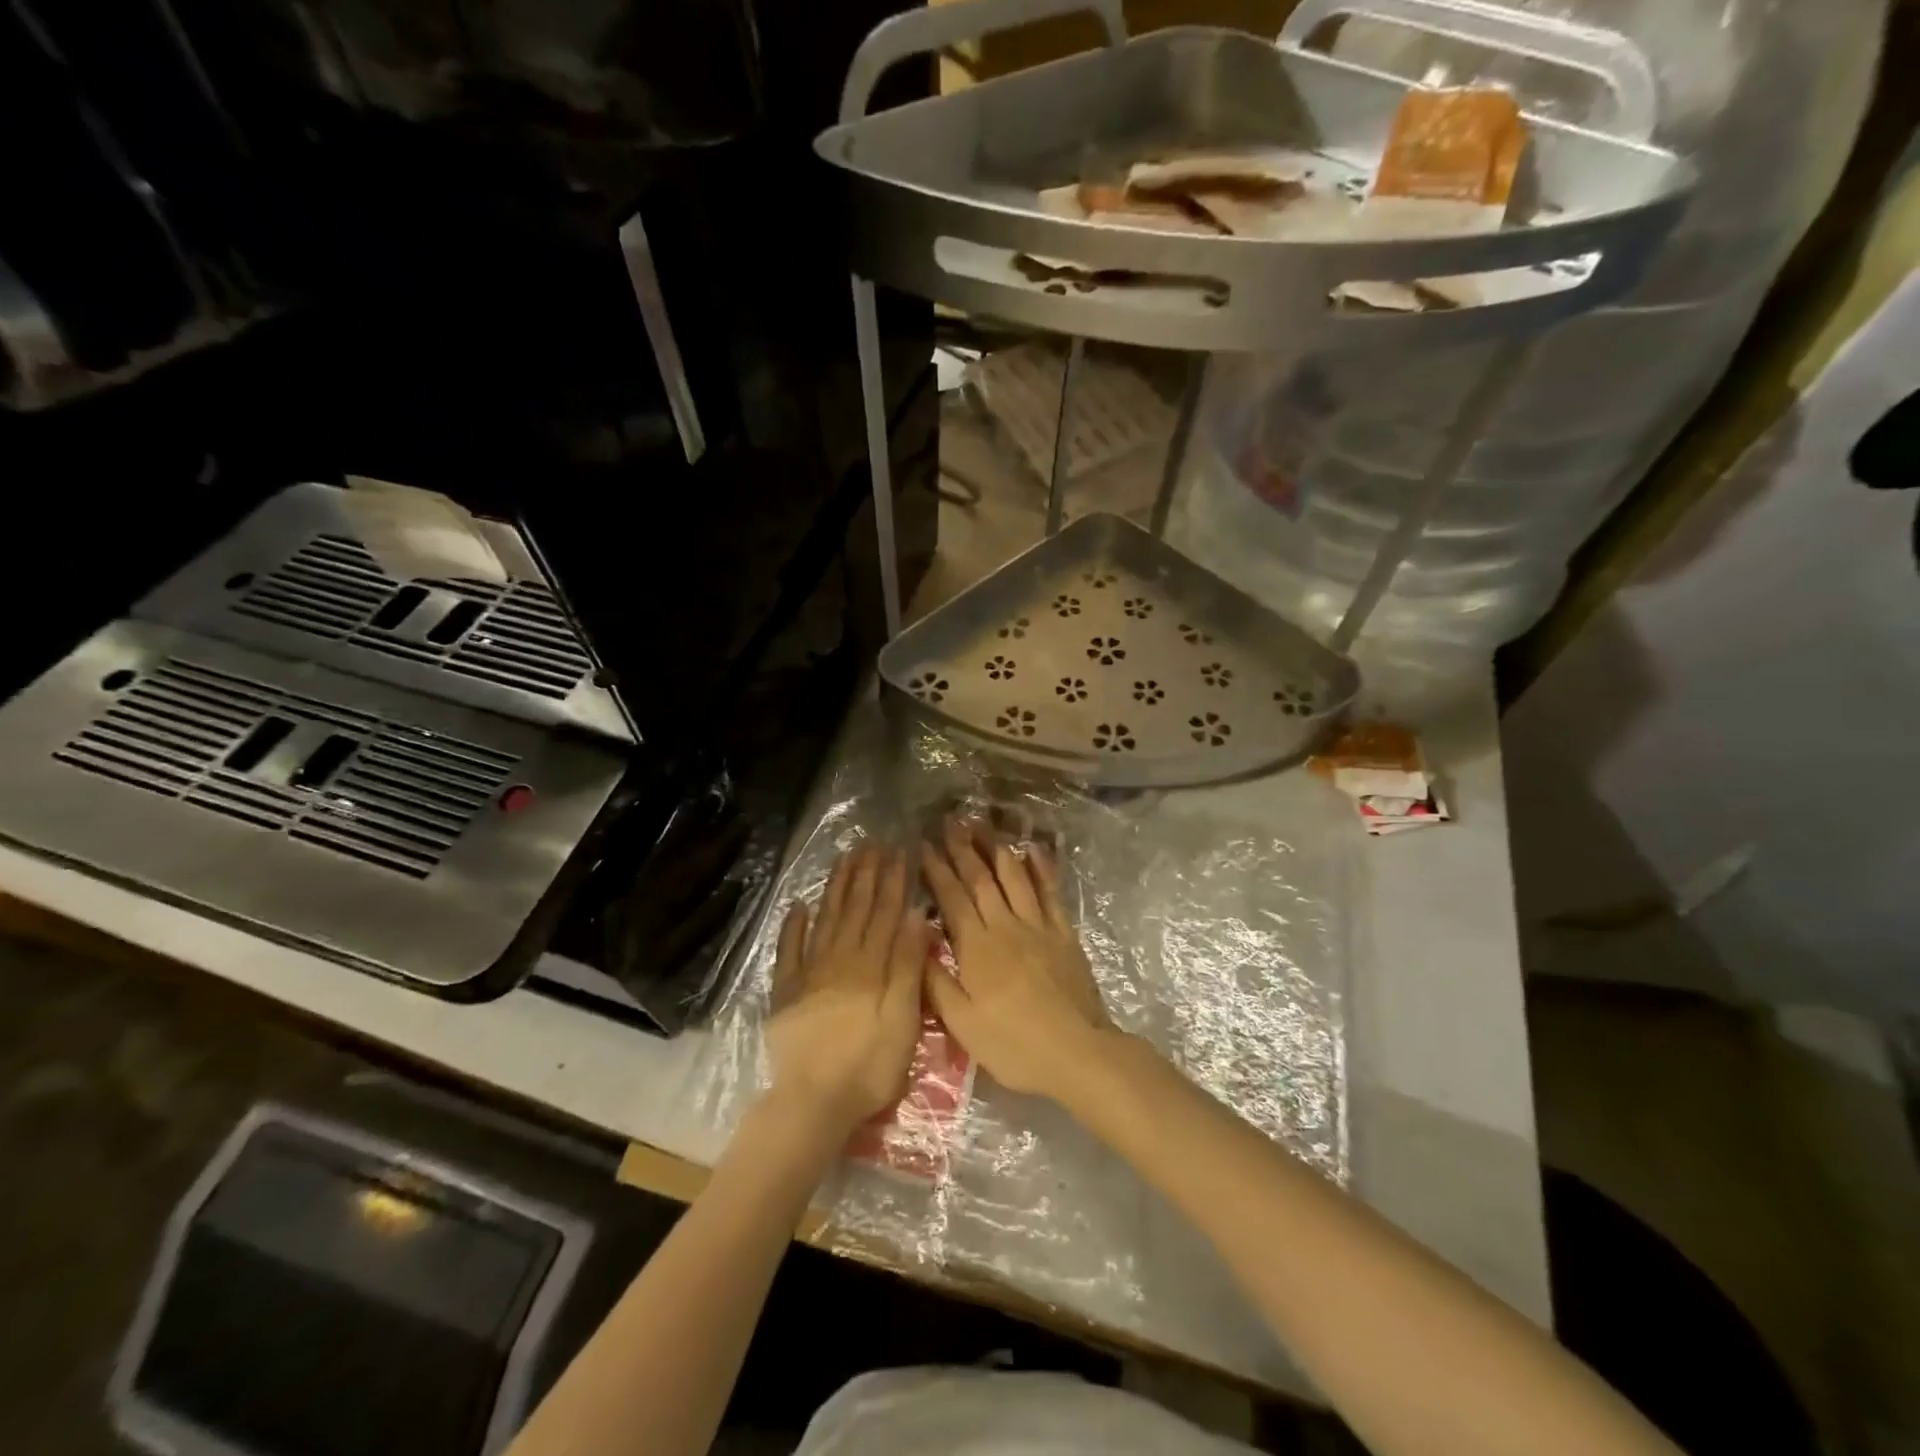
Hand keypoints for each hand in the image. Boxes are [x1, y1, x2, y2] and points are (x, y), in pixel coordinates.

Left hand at [766, 843, 927, 1136]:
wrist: (813, 1101)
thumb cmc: (869, 1065)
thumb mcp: (903, 1018)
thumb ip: (908, 965)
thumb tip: (916, 915)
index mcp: (870, 965)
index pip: (885, 913)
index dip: (893, 881)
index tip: (898, 852)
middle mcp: (839, 959)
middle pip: (855, 909)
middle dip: (866, 874)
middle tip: (872, 843)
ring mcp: (809, 973)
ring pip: (825, 919)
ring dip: (836, 888)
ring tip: (844, 859)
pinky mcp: (786, 991)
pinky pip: (789, 950)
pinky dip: (793, 926)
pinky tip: (799, 905)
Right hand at [920, 818, 1109, 1099]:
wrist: (1077, 1052)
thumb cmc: (1013, 1044)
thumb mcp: (962, 1024)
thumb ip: (935, 980)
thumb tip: (915, 938)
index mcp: (977, 947)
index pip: (952, 897)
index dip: (937, 869)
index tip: (924, 844)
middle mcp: (1005, 925)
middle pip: (981, 879)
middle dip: (963, 848)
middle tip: (950, 821)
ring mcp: (1038, 926)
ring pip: (1014, 877)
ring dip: (996, 848)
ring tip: (983, 825)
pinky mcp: (1063, 933)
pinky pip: (1050, 891)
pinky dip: (1041, 868)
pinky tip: (1033, 849)